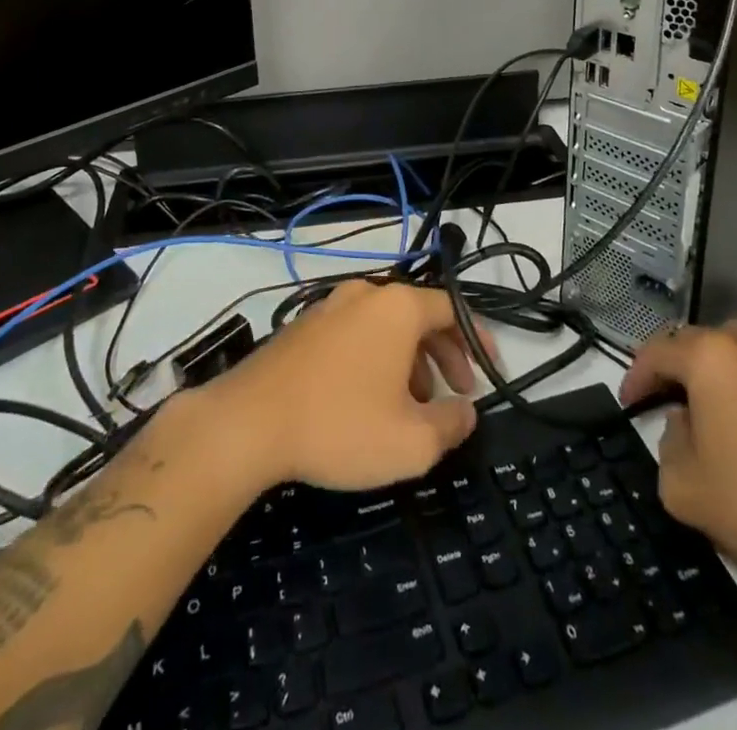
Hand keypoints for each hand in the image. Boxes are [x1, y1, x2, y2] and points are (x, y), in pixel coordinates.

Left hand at [204, 281, 489, 492]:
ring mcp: (330, 306)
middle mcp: (365, 294)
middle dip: (444, 353)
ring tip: (413, 404)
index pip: (452, 309)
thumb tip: (467, 411)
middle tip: (457, 392)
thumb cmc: (339, 426)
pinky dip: (376, 357)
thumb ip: (451, 424)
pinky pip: (356, 332)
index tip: (489, 369)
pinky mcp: (304, 325)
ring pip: (386, 326)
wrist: (248, 423)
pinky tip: (368, 398)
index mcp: (397, 307)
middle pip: (419, 314)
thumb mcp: (411, 442)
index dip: (477, 338)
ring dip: (410, 359)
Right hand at [619, 323, 736, 601]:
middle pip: (700, 343)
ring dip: (722, 371)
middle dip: (680, 369)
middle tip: (670, 404)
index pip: (658, 352)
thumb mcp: (681, 486)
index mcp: (710, 357)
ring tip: (719, 408)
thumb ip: (667, 443)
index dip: (637, 376)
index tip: (630, 402)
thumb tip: (684, 424)